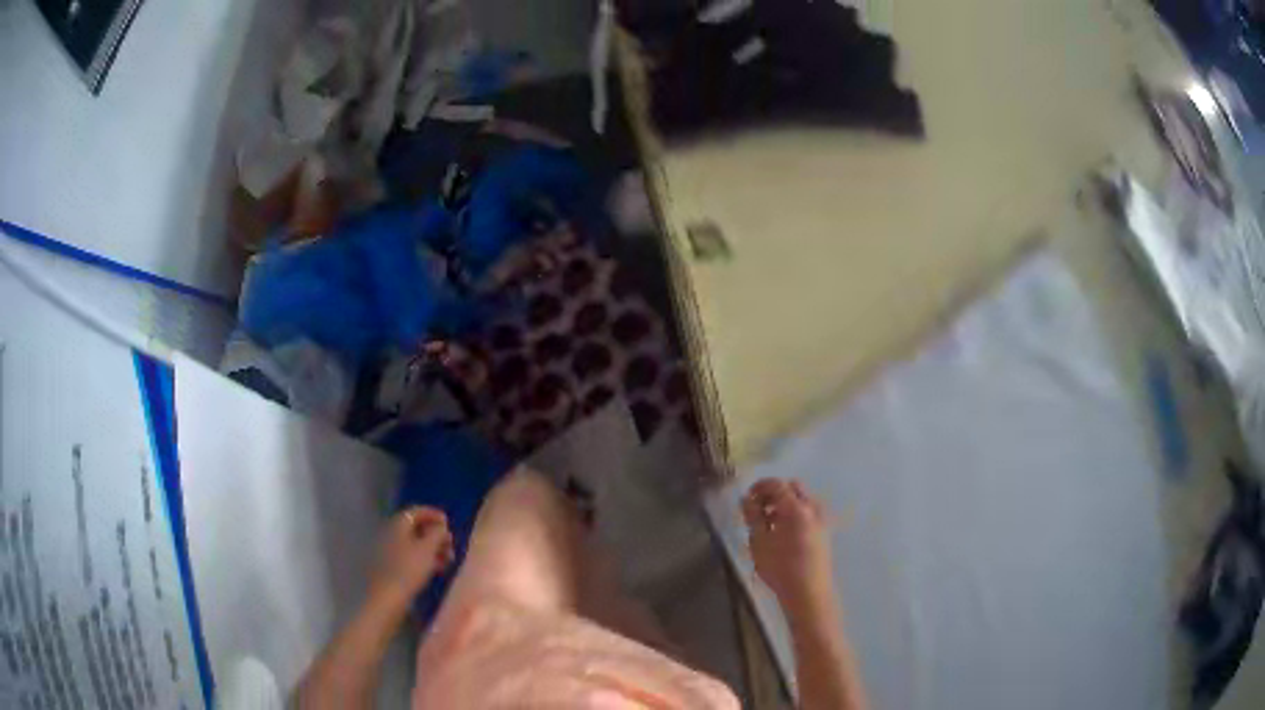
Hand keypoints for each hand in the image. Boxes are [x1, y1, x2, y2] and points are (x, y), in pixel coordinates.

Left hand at [369, 507, 454, 604]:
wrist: (389, 596)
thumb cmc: (409, 569)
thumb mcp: (428, 549)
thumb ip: (437, 533)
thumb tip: (441, 526)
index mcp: (398, 524)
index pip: (416, 511)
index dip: (433, 514)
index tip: (449, 522)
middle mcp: (391, 533)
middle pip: (416, 528)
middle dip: (435, 535)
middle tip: (451, 544)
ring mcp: (390, 550)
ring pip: (415, 543)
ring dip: (433, 548)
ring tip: (449, 559)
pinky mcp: (392, 566)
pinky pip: (411, 555)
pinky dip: (425, 558)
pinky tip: (437, 568)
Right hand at [743, 479, 833, 609]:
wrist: (809, 593)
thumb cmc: (780, 569)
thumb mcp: (759, 542)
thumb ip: (753, 517)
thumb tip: (747, 500)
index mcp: (796, 509)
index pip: (778, 485)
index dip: (760, 486)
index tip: (747, 496)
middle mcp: (813, 508)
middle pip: (793, 488)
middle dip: (775, 492)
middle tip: (758, 507)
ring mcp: (822, 519)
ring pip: (802, 499)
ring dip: (785, 503)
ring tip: (768, 522)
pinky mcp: (824, 531)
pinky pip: (809, 511)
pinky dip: (795, 513)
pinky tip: (783, 532)